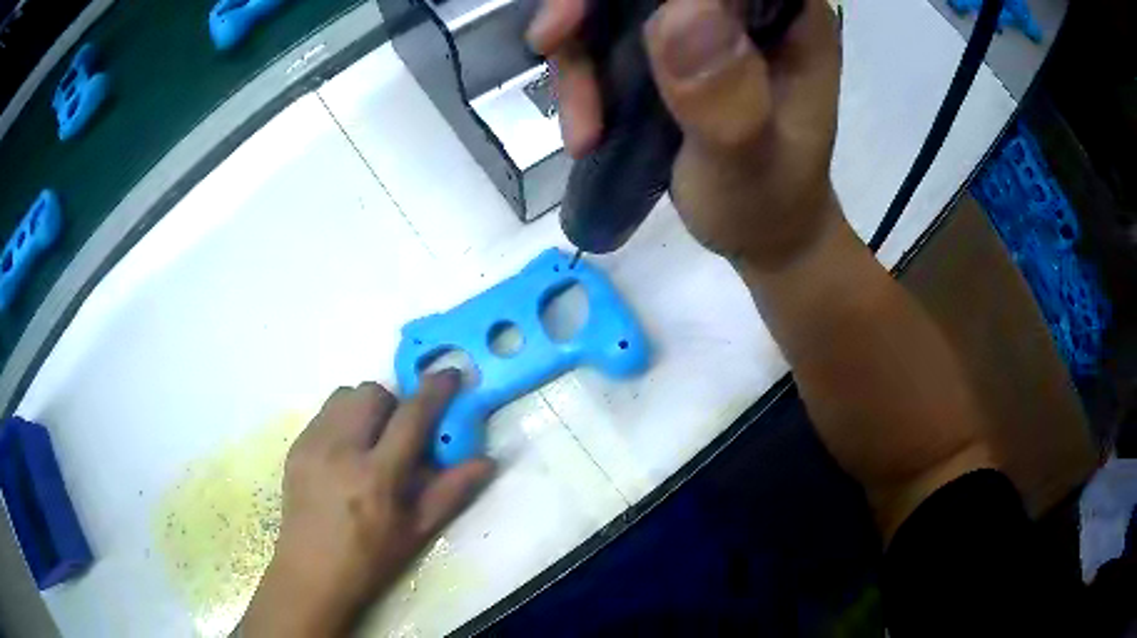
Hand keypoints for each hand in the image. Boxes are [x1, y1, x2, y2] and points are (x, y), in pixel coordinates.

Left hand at [242, 372, 494, 636]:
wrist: (311, 572)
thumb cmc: (370, 558)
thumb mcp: (417, 531)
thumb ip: (452, 491)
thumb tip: (486, 460)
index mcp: (377, 476)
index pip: (411, 417)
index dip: (434, 390)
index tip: (450, 374)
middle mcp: (341, 450)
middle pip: (373, 393)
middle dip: (394, 403)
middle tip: (400, 433)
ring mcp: (312, 444)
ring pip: (345, 395)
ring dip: (366, 407)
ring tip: (370, 439)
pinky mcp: (296, 446)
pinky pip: (325, 412)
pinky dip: (343, 419)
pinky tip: (346, 452)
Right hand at [529, 0, 842, 270]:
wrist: (758, 231)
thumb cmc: (768, 204)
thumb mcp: (749, 164)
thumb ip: (725, 99)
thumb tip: (679, 13)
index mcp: (787, 15)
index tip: (585, 12)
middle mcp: (743, 5)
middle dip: (588, 3)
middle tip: (550, 40)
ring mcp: (703, 20)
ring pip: (616, 2)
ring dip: (578, 51)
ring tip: (584, 130)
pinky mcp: (671, 43)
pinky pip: (604, 31)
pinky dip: (580, 72)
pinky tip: (585, 129)